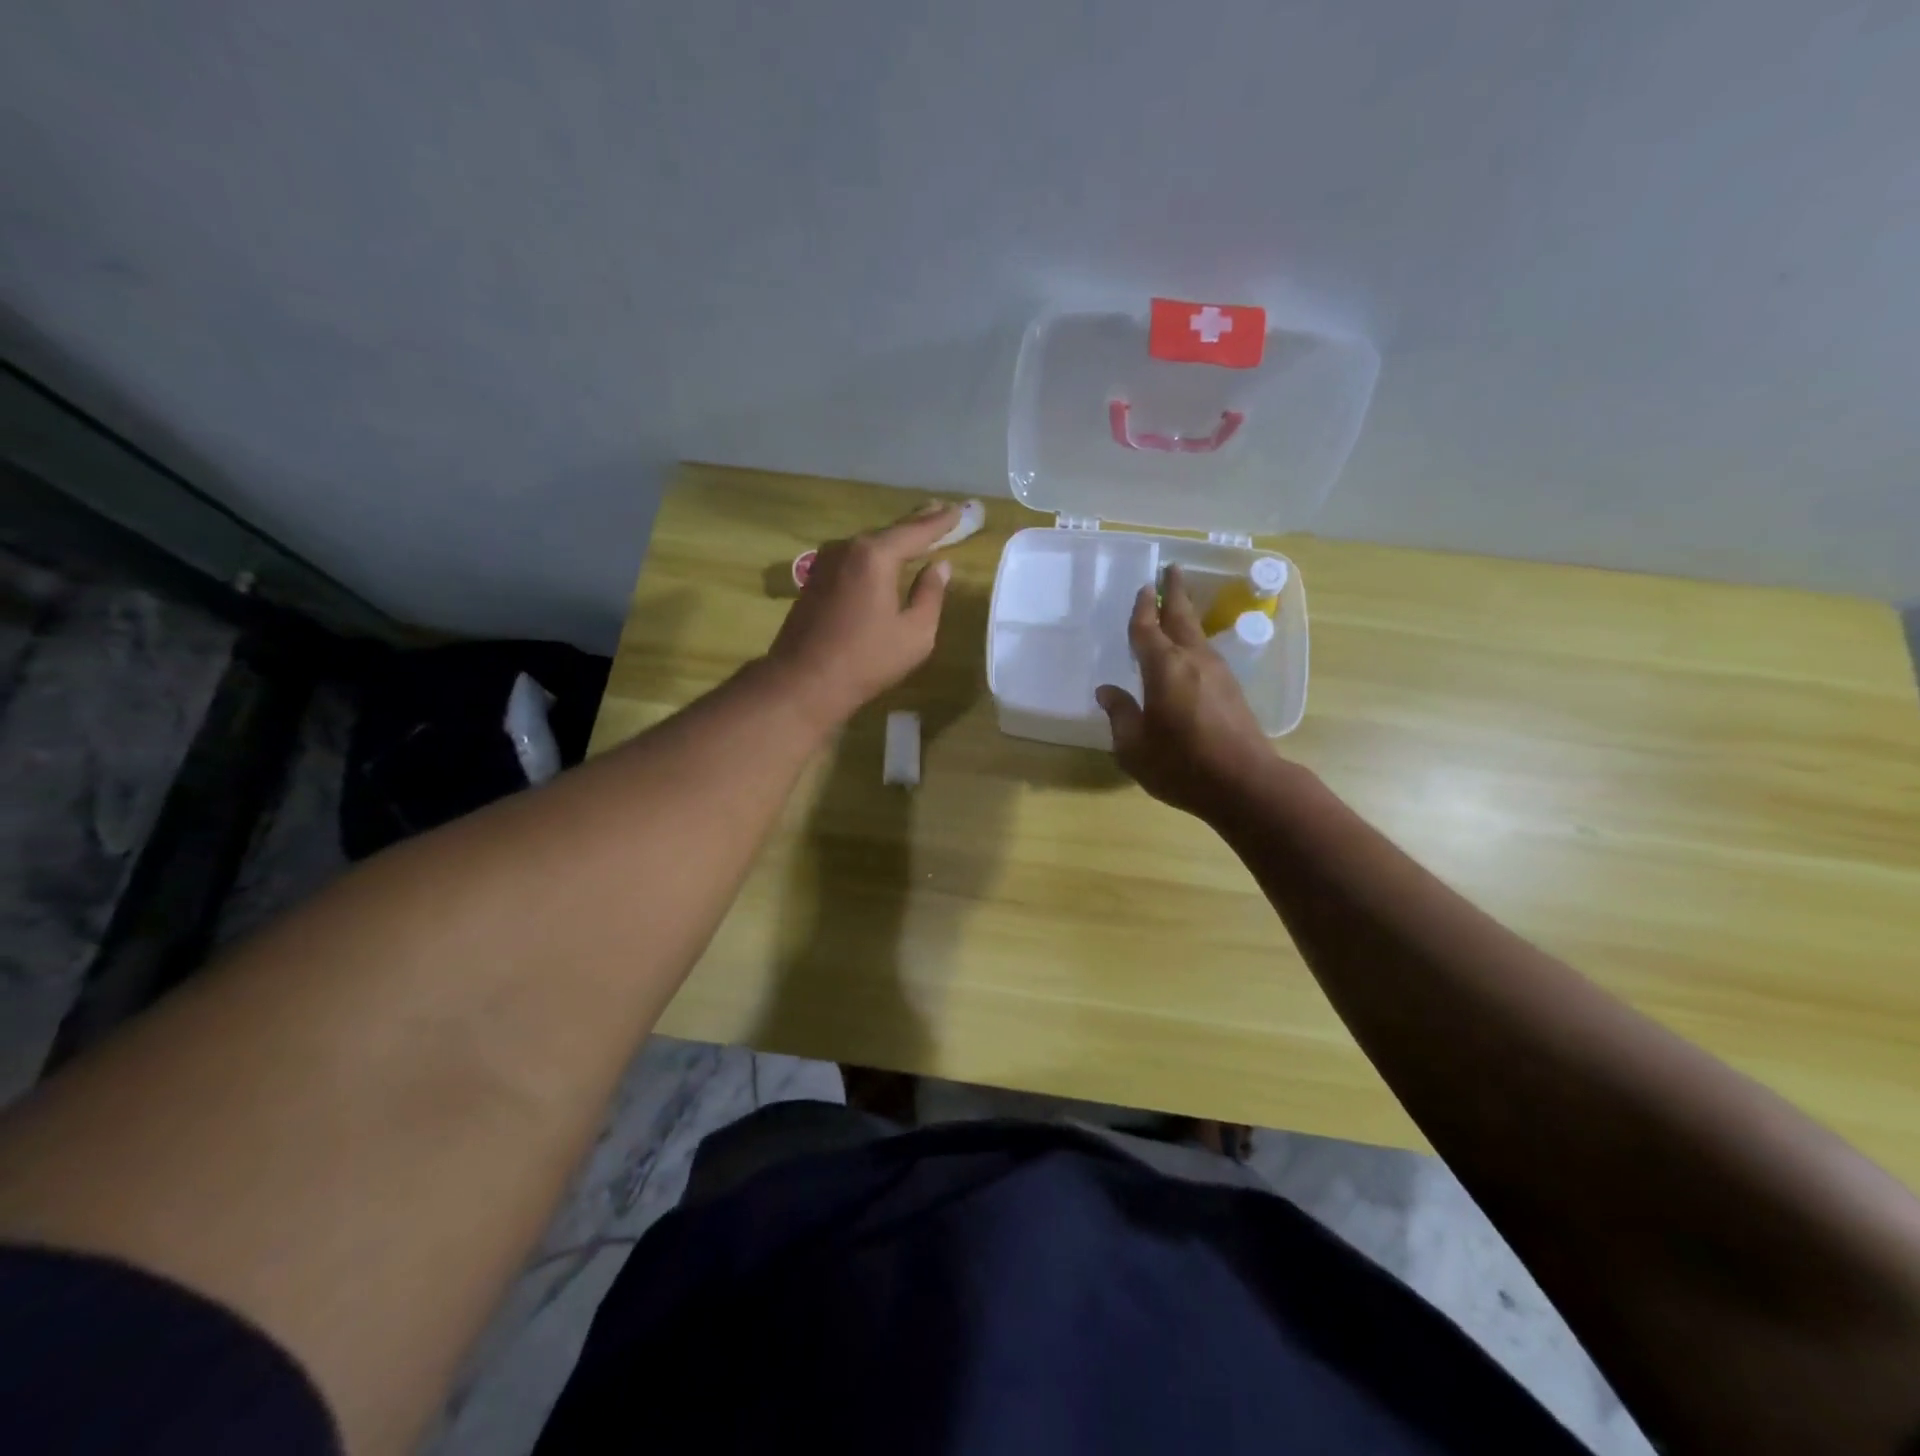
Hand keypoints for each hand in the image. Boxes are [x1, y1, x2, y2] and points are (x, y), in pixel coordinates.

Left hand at [763, 502, 959, 728]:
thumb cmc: (866, 660)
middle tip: (940, 510)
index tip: (960, 510)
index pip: (916, 531)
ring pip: (868, 545)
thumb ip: (931, 595)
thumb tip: (940, 567)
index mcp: (875, 556)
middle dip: (917, 522)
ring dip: (893, 539)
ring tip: (917, 531)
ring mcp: (825, 563)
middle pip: (890, 531)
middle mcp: (847, 549)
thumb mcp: (915, 634)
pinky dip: (874, 555)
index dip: (941, 522)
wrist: (803, 682)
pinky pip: (853, 559)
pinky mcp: (814, 580)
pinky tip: (883, 560)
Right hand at [1095, 565, 1274, 819]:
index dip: (1143, 608)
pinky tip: (1189, 653)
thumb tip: (1108, 691)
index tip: (1143, 587)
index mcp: (1164, 668)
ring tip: (1177, 609)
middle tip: (1171, 571)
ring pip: (1198, 635)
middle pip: (1182, 618)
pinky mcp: (1232, 691)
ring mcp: (1218, 674)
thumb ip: (1120, 715)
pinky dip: (1194, 642)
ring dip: (1186, 617)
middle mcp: (1193, 661)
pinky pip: (1207, 655)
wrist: (1245, 784)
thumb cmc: (1181, 764)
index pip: (1147, 629)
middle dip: (1175, 593)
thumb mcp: (1134, 746)